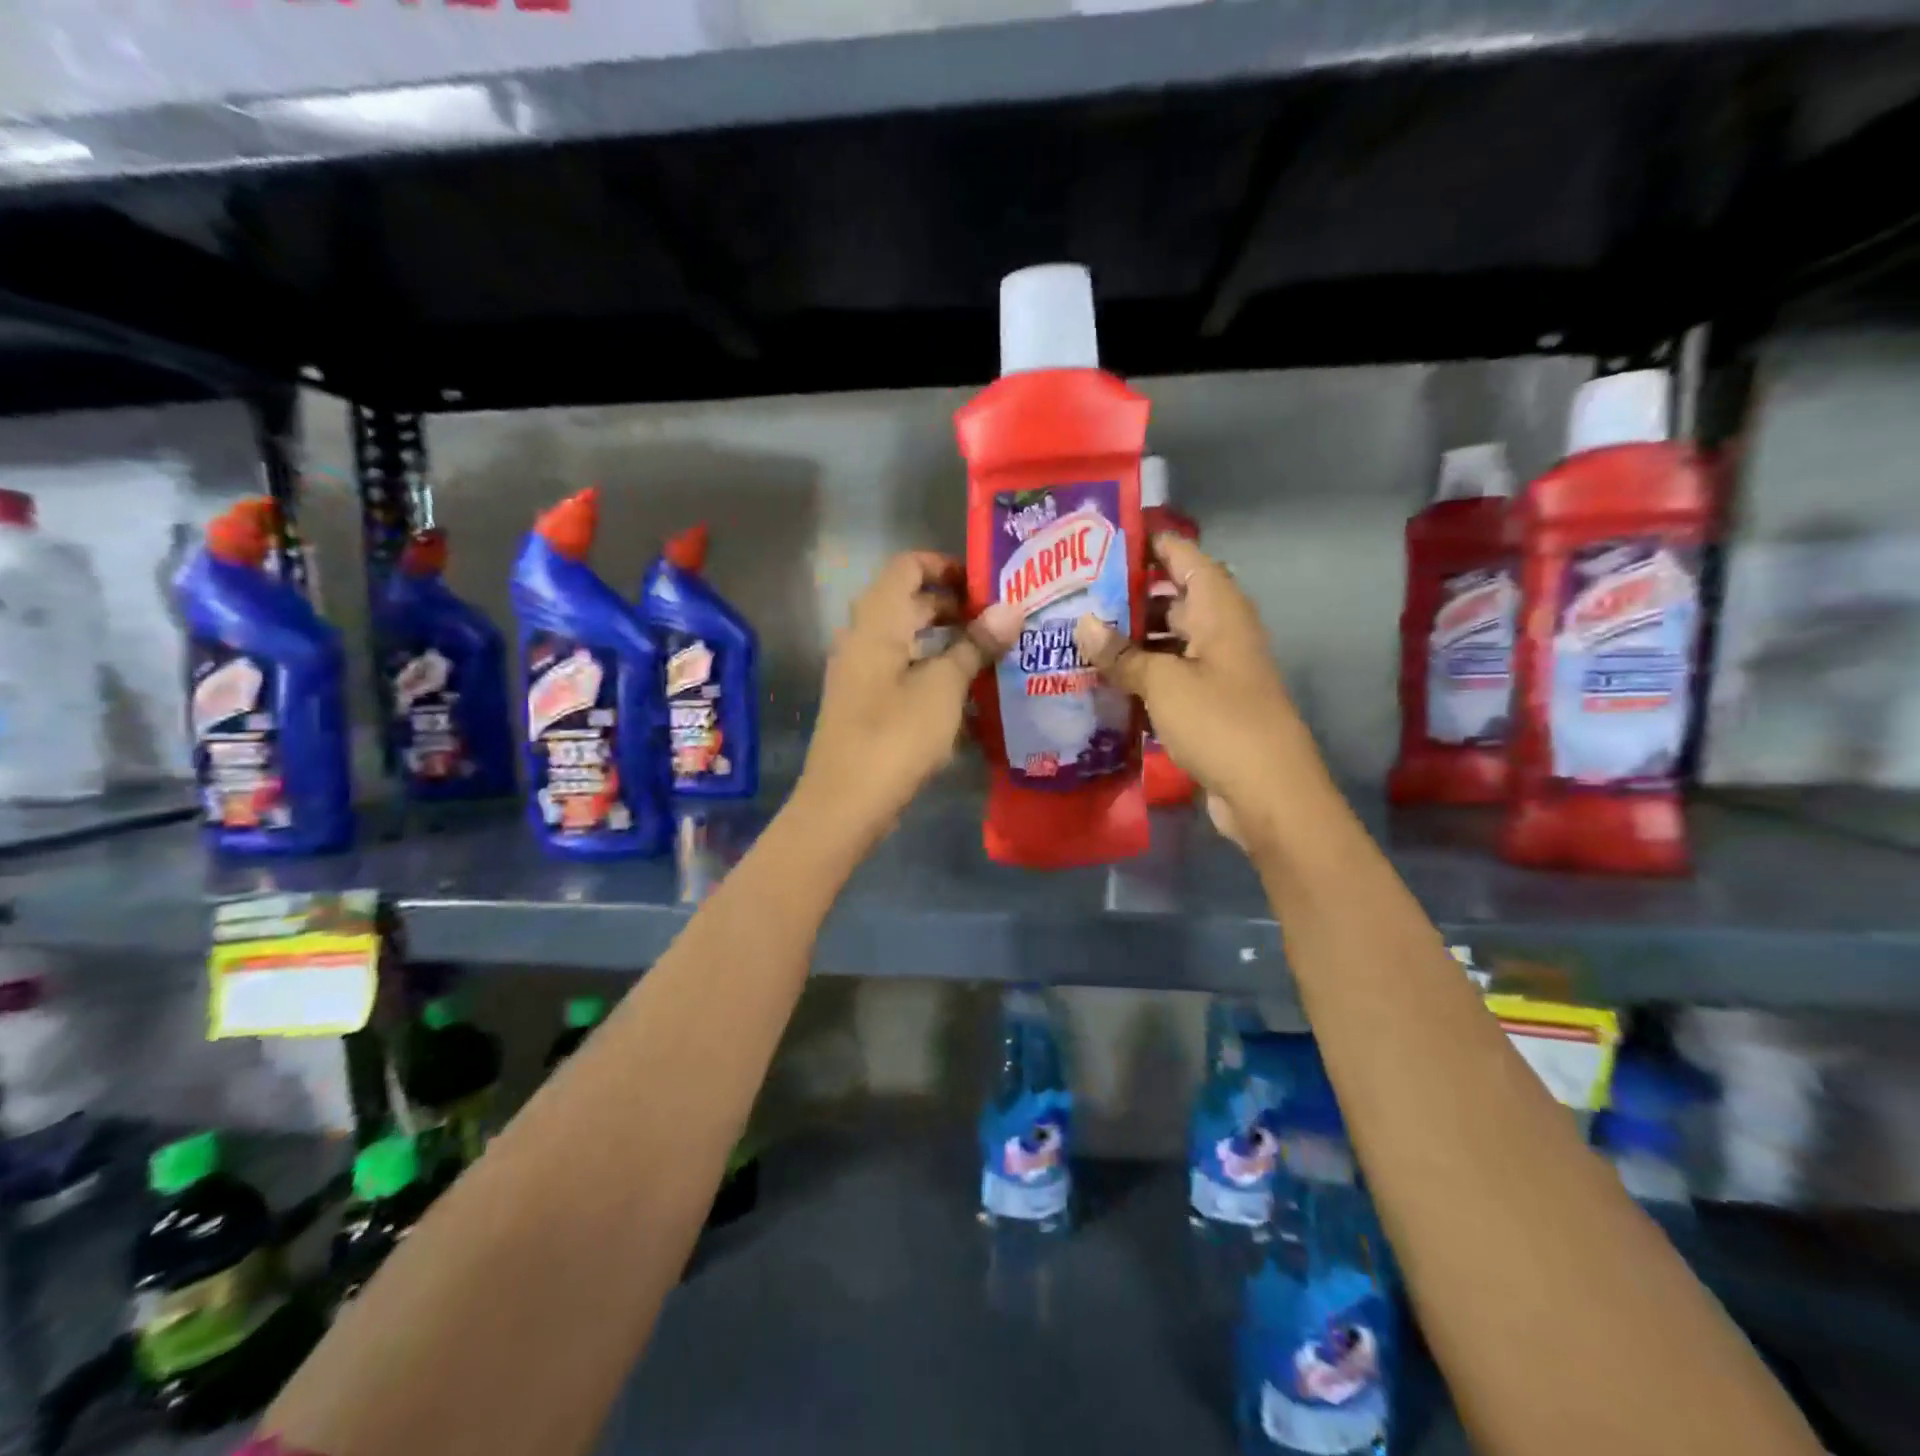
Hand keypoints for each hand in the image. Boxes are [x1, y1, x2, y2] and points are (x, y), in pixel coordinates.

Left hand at [797, 553, 1021, 846]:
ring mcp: (860, 673)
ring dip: (945, 640)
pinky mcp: (865, 704)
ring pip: (906, 639)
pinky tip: (965, 691)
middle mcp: (862, 638)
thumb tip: (1011, 609)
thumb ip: (975, 645)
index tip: (984, 583)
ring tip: (990, 653)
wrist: (846, 802)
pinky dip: (931, 669)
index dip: (945, 565)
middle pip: (907, 602)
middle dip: (953, 606)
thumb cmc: (896, 735)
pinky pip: (901, 670)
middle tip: (998, 620)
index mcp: (877, 622)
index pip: (907, 567)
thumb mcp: (944, 687)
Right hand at [1074, 534, 1314, 853]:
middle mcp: (1219, 631)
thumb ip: (1121, 653)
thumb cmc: (1219, 722)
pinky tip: (1100, 682)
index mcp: (1218, 609)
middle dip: (1125, 597)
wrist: (1267, 792)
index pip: (1183, 557)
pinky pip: (1168, 677)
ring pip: (1166, 641)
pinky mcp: (1207, 704)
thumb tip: (1082, 624)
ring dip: (1128, 641)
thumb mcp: (1163, 682)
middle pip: (1170, 598)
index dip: (1148, 543)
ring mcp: (1214, 669)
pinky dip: (1139, 677)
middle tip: (1072, 596)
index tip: (1101, 539)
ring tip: (1076, 638)